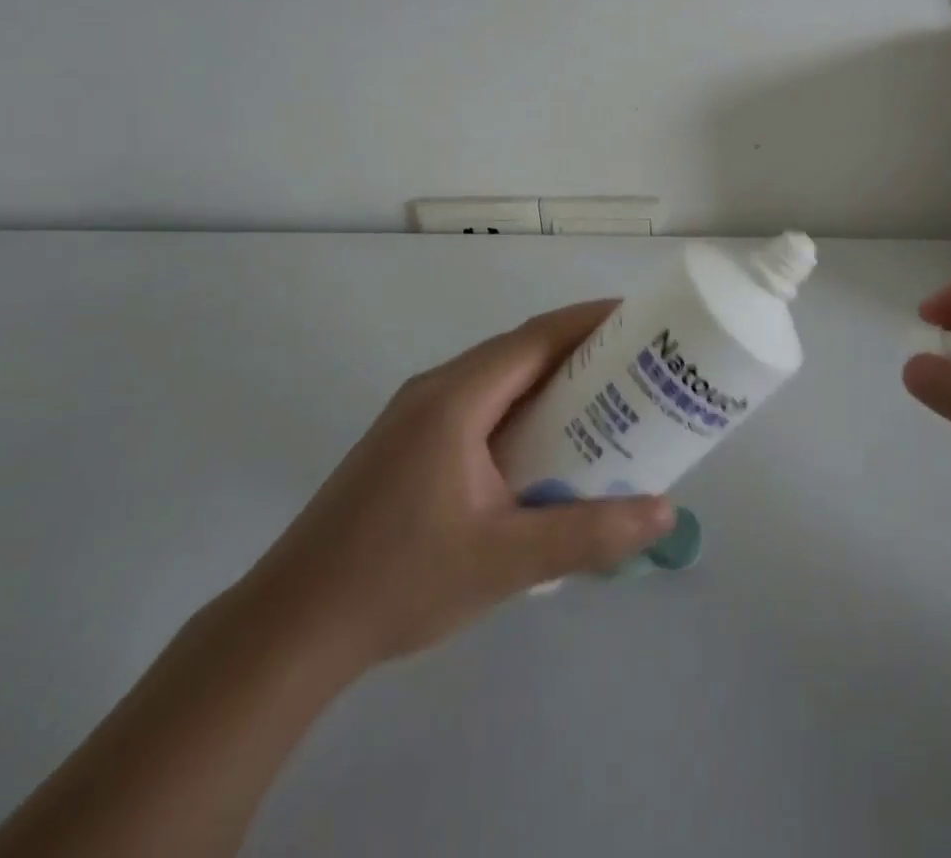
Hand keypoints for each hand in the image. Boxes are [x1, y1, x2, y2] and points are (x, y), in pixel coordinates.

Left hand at [236, 302, 674, 677]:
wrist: (287, 631)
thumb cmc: (397, 582)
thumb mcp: (504, 561)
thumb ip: (588, 534)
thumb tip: (663, 511)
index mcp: (456, 398)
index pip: (537, 337)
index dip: (592, 320)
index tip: (642, 319)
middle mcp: (435, 391)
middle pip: (520, 350)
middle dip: (581, 350)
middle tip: (638, 366)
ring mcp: (415, 417)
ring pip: (498, 379)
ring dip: (549, 381)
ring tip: (604, 402)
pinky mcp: (407, 445)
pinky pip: (479, 405)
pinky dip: (521, 408)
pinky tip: (544, 448)